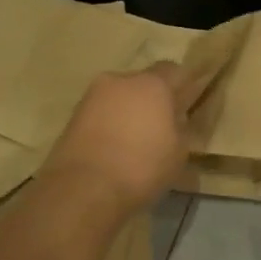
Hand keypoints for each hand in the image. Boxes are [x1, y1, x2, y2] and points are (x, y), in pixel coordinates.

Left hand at [41, 64, 188, 212]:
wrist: (83, 189)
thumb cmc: (141, 167)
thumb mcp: (179, 153)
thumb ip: (182, 130)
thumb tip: (177, 122)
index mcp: (152, 84)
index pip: (175, 71)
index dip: (183, 86)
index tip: (187, 105)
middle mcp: (121, 80)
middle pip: (143, 82)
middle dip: (153, 100)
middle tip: (161, 126)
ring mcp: (92, 96)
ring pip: (119, 97)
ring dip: (128, 112)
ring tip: (135, 142)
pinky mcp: (73, 116)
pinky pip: (100, 114)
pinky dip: (109, 125)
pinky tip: (114, 150)